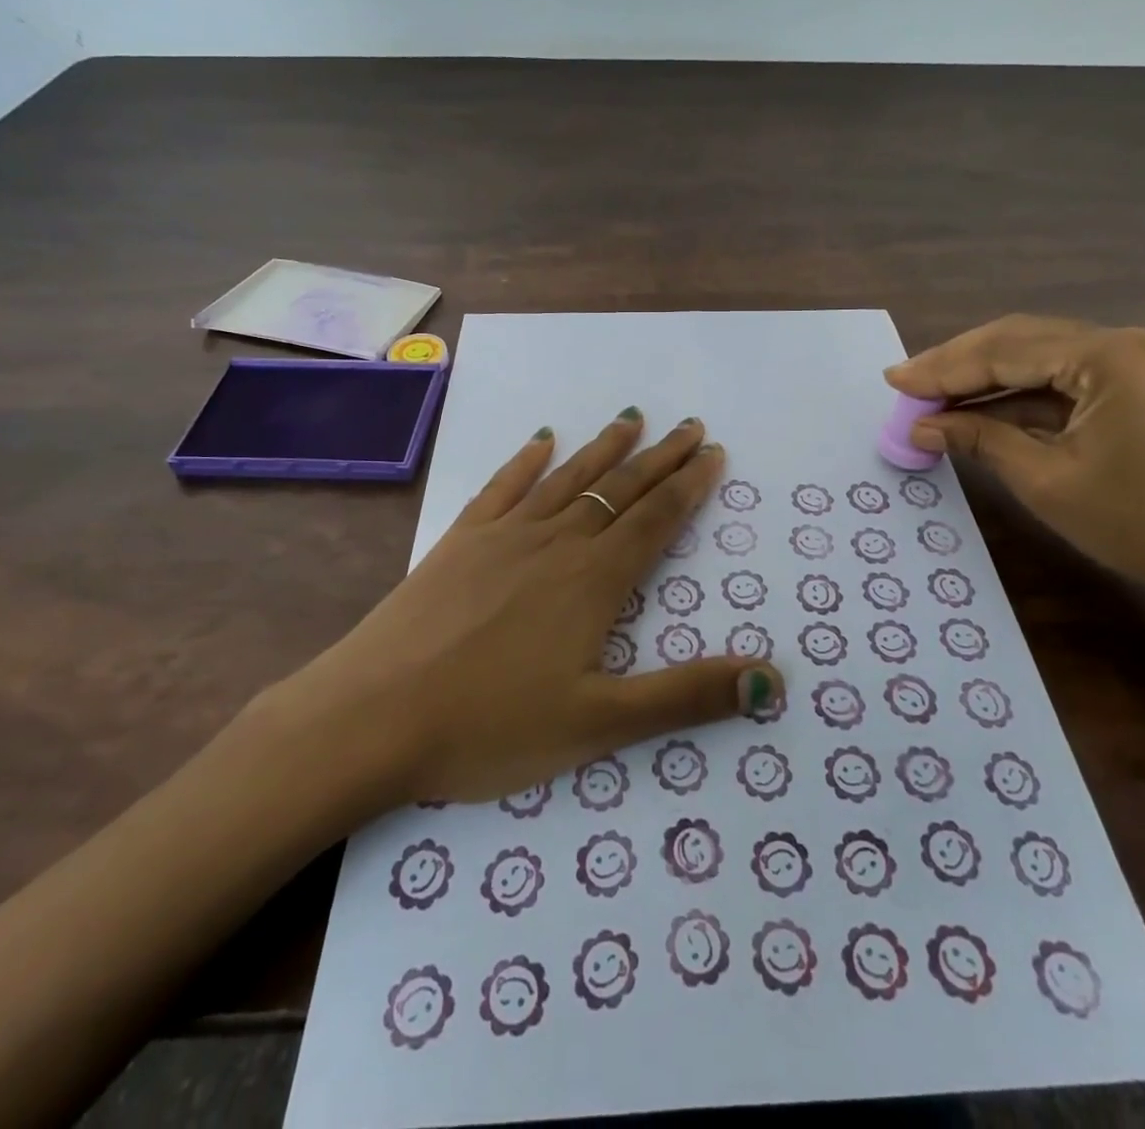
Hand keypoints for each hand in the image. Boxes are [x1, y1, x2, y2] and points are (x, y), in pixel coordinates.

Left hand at [236, 412, 783, 841]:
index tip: (712, 451)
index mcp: (594, 581)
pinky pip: (503, 487)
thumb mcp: (600, 724)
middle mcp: (556, 543)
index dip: (688, 485)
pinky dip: (526, 460)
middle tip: (689, 426)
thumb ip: (687, 697)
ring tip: (631, 418)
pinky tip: (541, 440)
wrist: (372, 717)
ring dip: (604, 448)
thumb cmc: (490, 726)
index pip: (655, 519)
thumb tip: (772, 679)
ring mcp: (504, 535)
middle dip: (659, 458)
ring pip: (567, 478)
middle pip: (618, 489)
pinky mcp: (459, 540)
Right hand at [886, 316, 1144, 608]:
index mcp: (1109, 356)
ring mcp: (1137, 363)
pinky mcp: (1140, 387)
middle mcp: (1125, 343)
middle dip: (959, 364)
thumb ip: (980, 440)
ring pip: (1040, 357)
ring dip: (985, 378)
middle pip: (1021, 341)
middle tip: (906, 383)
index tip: (893, 380)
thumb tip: (921, 426)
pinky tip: (979, 410)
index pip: (1005, 351)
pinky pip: (1064, 380)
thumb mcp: (1046, 480)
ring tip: (931, 395)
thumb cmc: (1142, 524)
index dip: (943, 368)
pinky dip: (1018, 395)